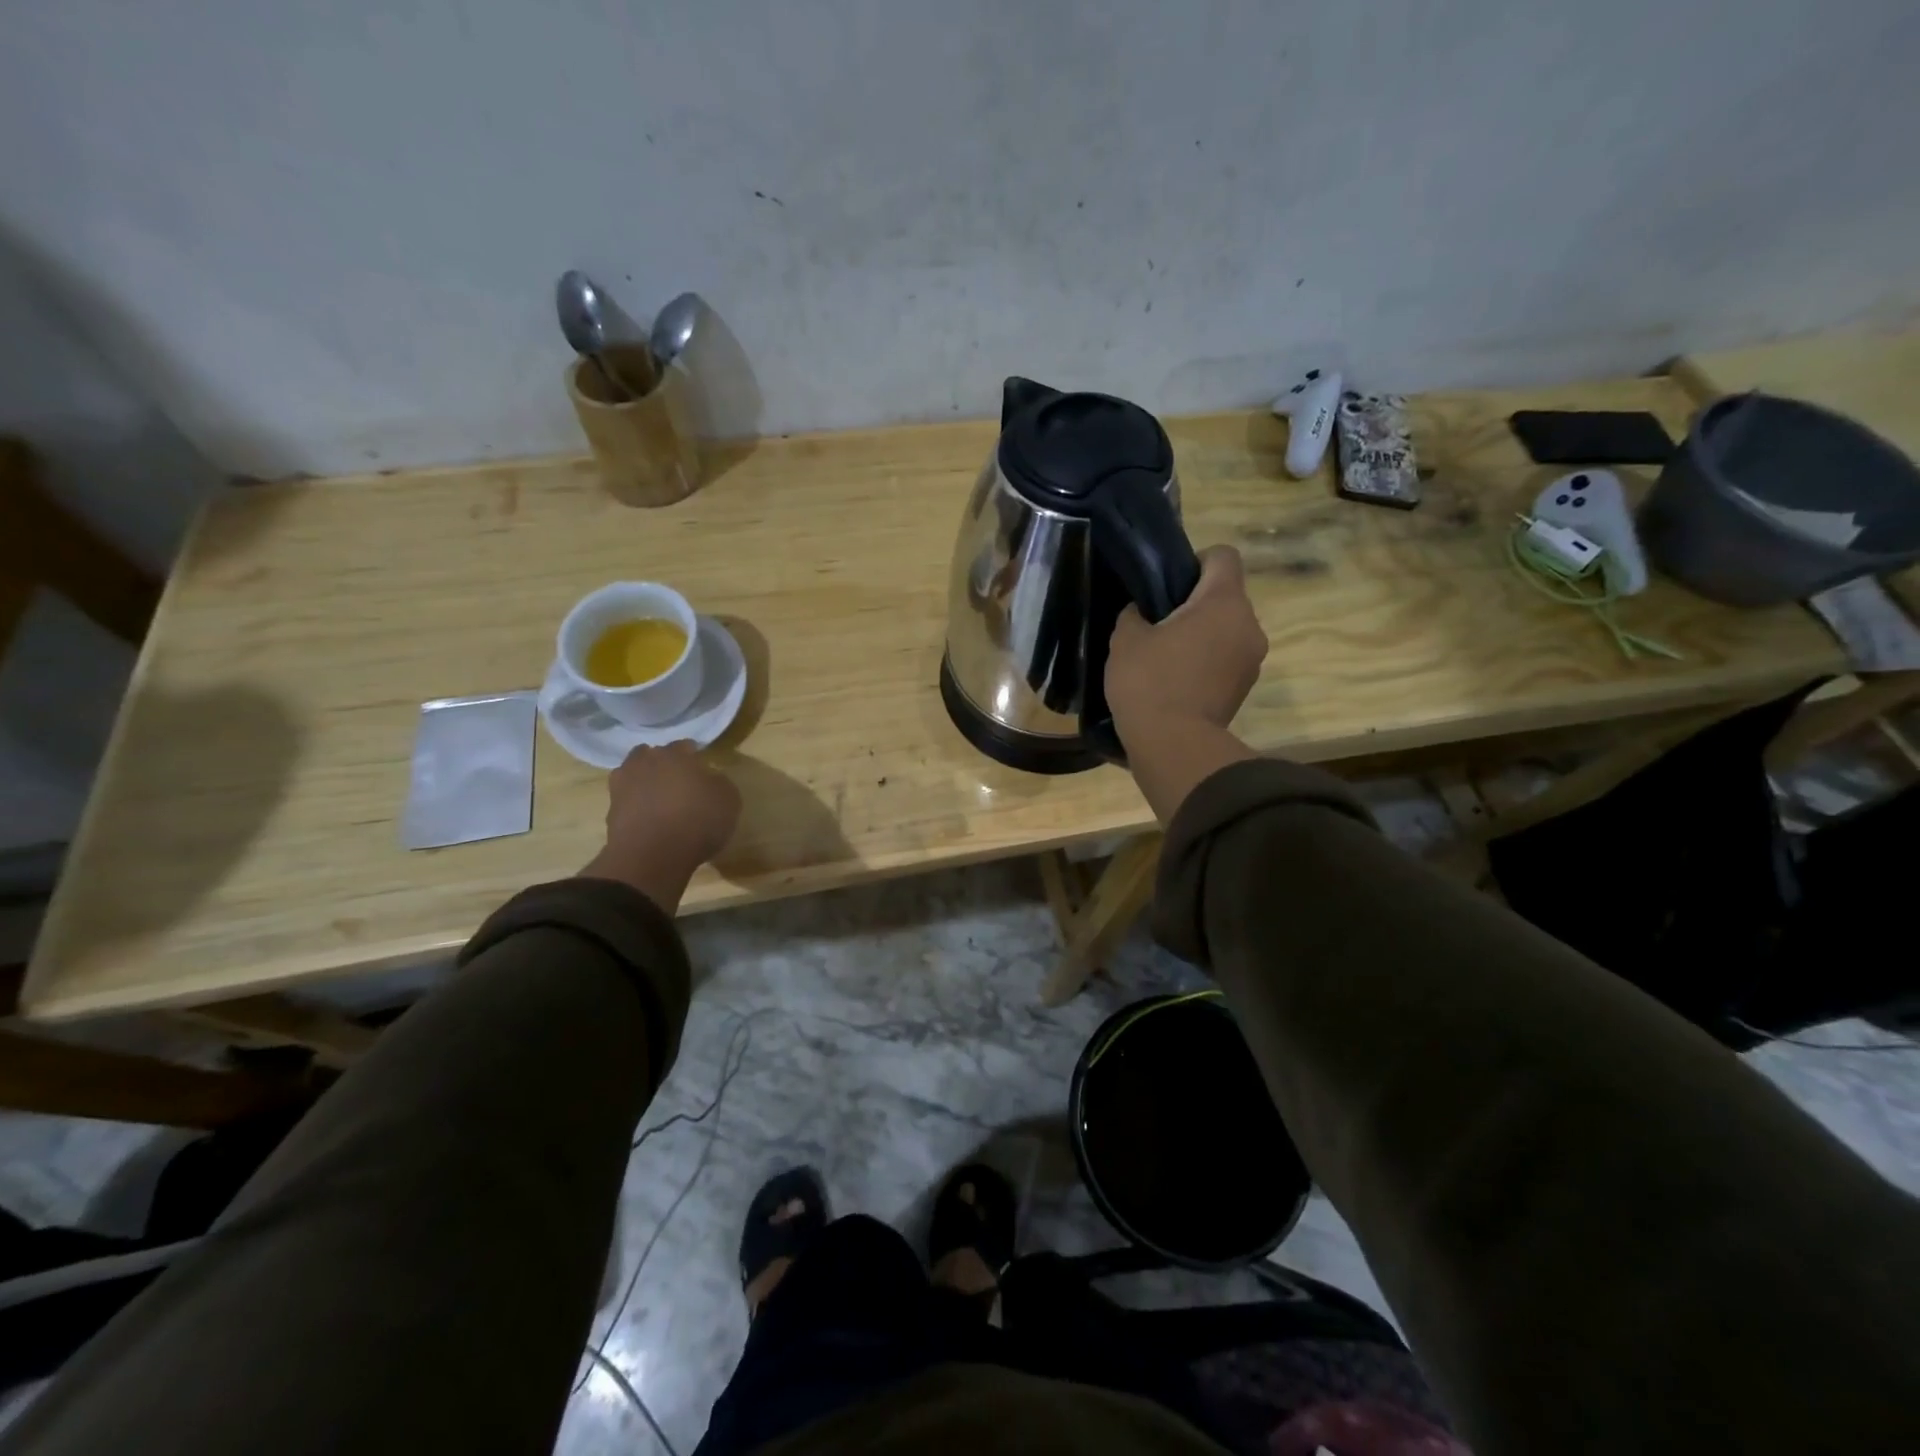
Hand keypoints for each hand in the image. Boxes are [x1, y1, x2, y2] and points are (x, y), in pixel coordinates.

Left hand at [581, 742, 741, 912]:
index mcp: (675, 754)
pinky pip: (627, 801)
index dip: (694, 756)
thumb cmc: (698, 821)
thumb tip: (710, 778)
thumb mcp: (729, 799)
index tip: (703, 769)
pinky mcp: (611, 810)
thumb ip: (719, 782)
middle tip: (680, 782)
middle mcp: (645, 762)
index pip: (684, 745)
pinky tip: (649, 819)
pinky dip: (636, 806)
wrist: (653, 856)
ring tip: (660, 800)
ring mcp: (622, 785)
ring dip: (645, 782)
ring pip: (635, 775)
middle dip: (665, 765)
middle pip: (653, 756)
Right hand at [1107, 546, 1267, 744]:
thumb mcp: (1125, 639)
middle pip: (1225, 596)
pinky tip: (1175, 680)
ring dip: (1201, 636)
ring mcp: (1251, 660)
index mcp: (1224, 602)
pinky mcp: (1244, 688)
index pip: (1223, 556)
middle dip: (1195, 604)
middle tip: (1158, 623)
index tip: (1167, 583)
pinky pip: (1225, 659)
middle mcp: (1249, 625)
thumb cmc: (1149, 683)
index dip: (1194, 561)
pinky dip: (1205, 662)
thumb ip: (1135, 614)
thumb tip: (1143, 613)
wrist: (1173, 747)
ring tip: (1165, 656)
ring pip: (1226, 630)